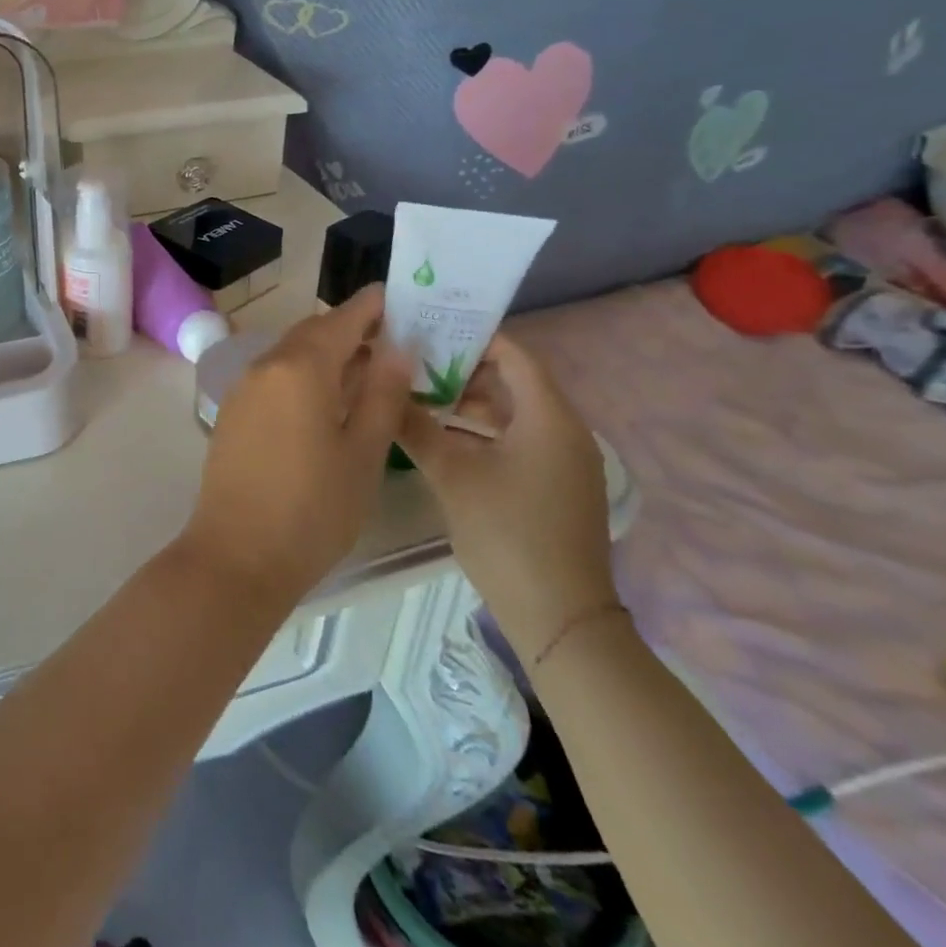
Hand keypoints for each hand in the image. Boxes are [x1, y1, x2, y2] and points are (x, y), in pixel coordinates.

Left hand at [182, 286, 414, 606]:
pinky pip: (274, 377)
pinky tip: (328, 401)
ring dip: (328, 354)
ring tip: (368, 371)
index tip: (402, 298)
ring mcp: (243, 389)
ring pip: (292, 355)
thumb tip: (397, 349)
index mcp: (300, 367)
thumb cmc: (313, 508)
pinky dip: (304, 375)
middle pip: (313, 333)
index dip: (372, 306)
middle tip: (394, 339)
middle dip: (351, 330)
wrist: (237, 555)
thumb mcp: (363, 453)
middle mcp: (265, 366)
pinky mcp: (233, 413)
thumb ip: (382, 395)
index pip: (342, 319)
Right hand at [393, 336, 618, 665]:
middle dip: (462, 370)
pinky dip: (481, 431)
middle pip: (512, 381)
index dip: (474, 337)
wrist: (559, 616)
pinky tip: (442, 437)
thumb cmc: (507, 533)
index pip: (514, 355)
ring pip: (512, 412)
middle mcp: (563, 431)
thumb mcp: (452, 475)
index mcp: (549, 418)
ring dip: (468, 403)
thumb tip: (382, 389)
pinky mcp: (554, 484)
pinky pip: (517, 439)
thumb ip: (416, 427)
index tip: (428, 330)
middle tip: (413, 363)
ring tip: (418, 397)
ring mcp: (562, 460)